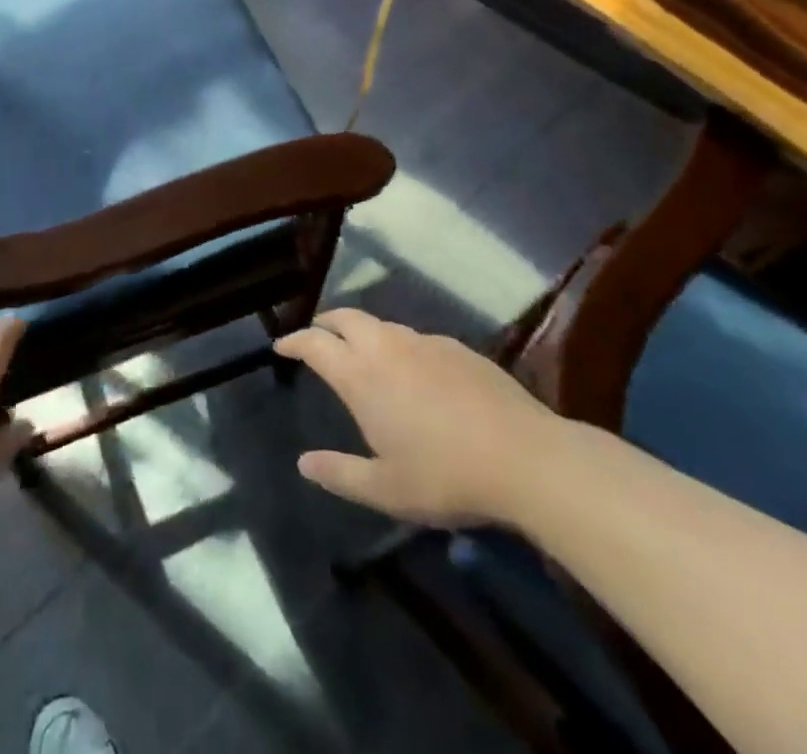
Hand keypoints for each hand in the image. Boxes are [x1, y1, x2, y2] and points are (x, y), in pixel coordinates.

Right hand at [276, 308, 562, 527]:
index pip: (315, 344)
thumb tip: (304, 463)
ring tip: (361, 350)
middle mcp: (387, 347)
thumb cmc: (446, 476)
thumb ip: (341, 474)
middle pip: (345, 317)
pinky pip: (415, 337)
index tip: (281, 345)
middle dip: (325, 323)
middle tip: (317, 335)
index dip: (294, 341)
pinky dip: (398, 344)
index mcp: (361, 376)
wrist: (525, 457)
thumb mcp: (386, 489)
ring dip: (362, 331)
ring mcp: (425, 342)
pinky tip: (413, 369)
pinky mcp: (458, 348)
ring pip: (381, 324)